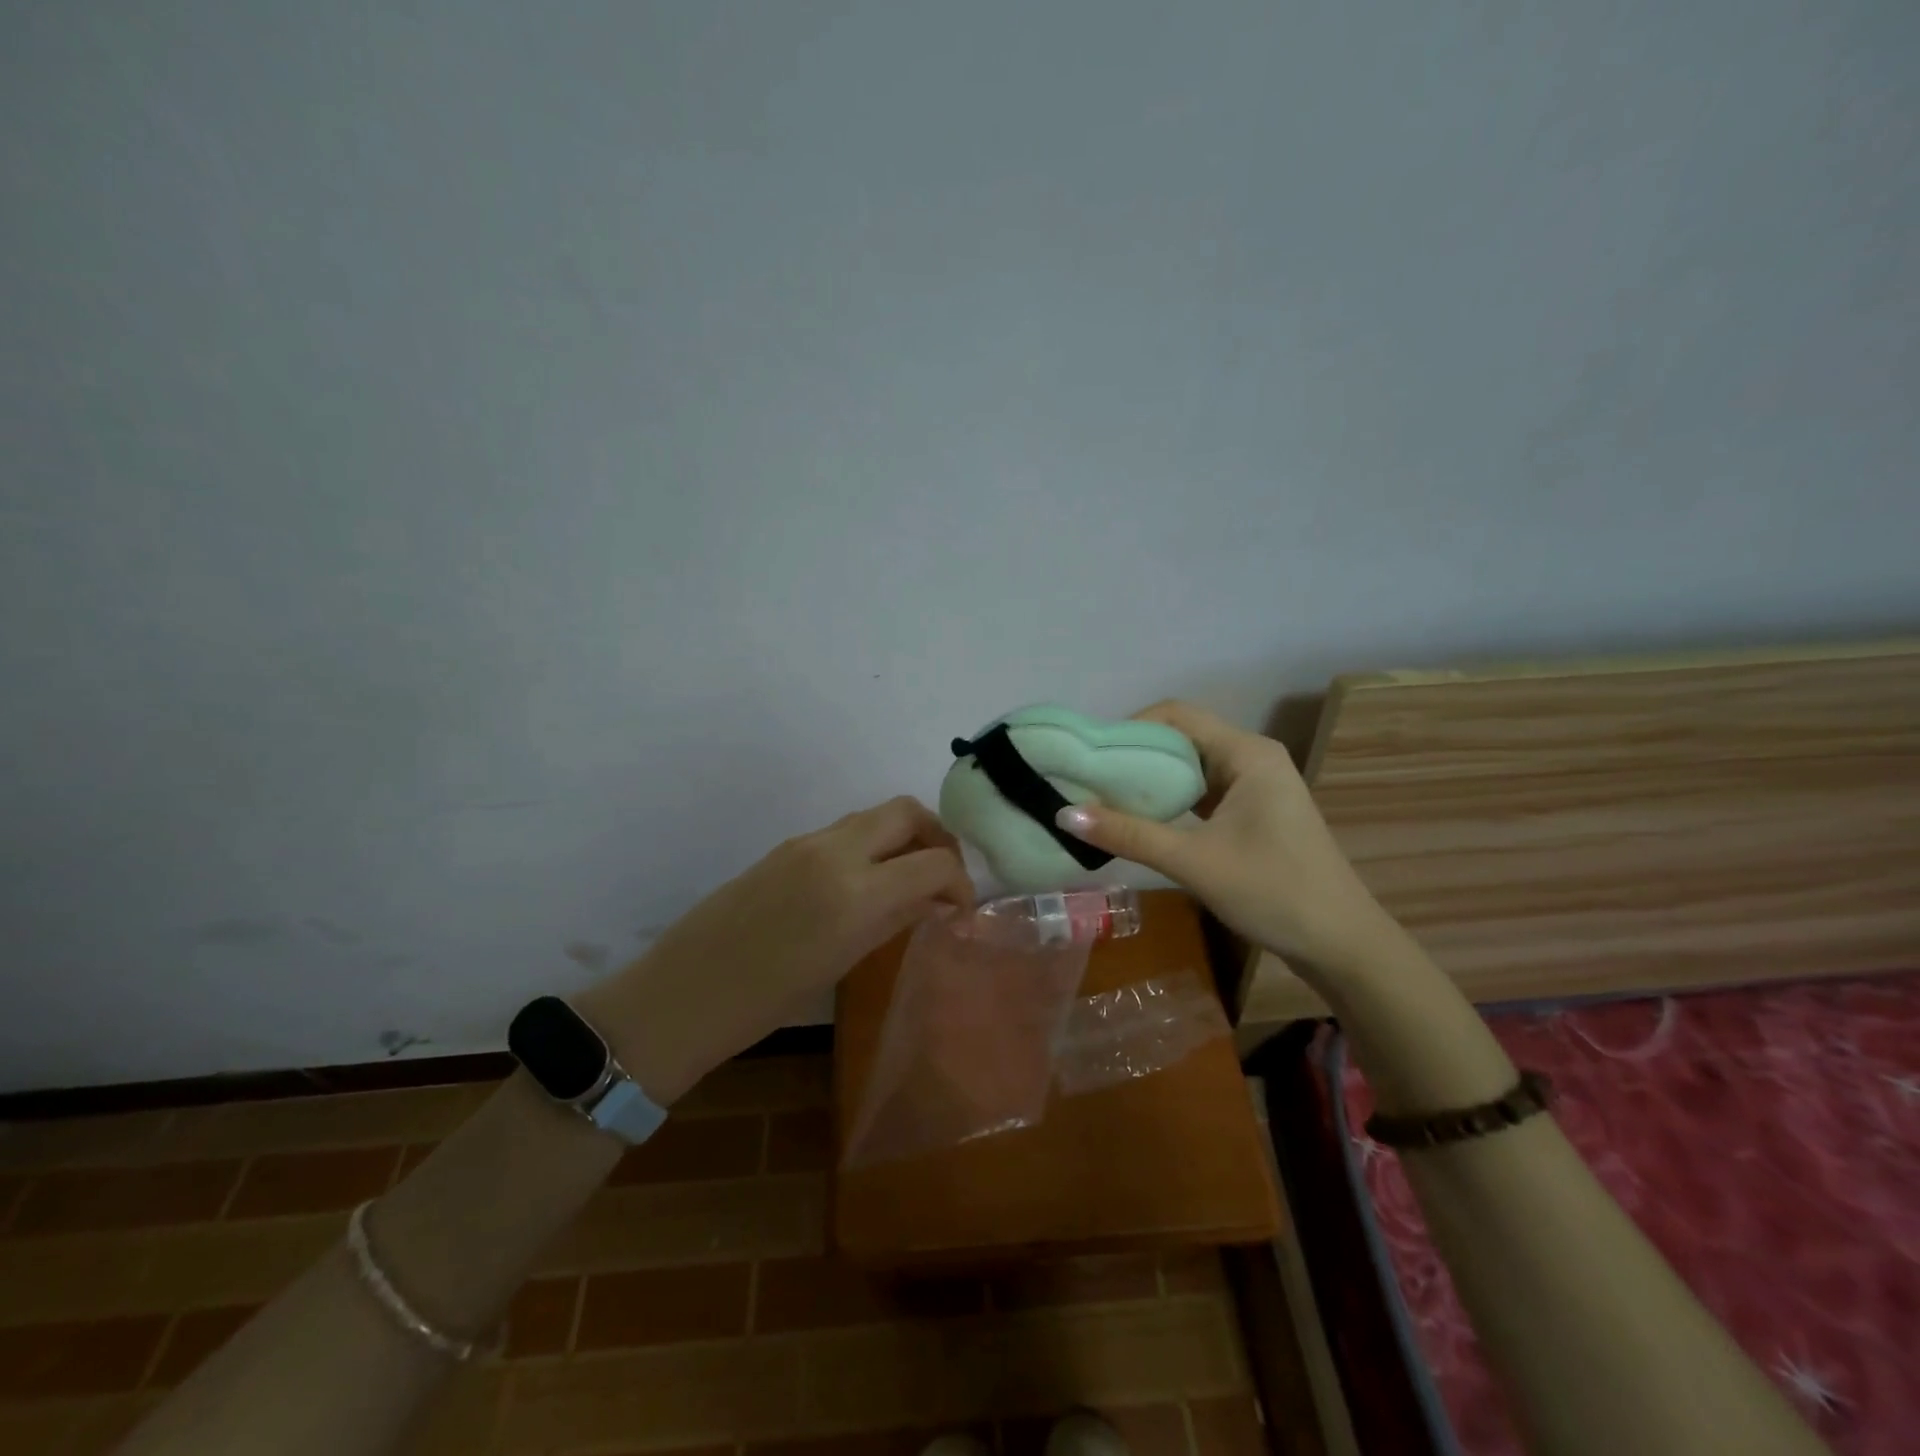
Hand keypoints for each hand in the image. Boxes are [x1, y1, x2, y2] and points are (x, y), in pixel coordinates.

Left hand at [578, 796, 972, 1102]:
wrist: (683, 994)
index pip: (934, 861)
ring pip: (875, 816)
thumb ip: (894, 920)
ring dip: (903, 838)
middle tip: (942, 877)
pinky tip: (866, 885)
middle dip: (937, 837)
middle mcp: (835, 851)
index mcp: (855, 891)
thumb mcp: (842, 963)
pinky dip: (871, 845)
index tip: (961, 909)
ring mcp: (806, 842)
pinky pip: (845, 831)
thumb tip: (935, 901)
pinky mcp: (786, 846)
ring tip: (908, 881)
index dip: (961, 882)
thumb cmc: (765, 1001)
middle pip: (907, 811)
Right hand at [1055, 700, 1392, 974]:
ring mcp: (1257, 786)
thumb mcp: (1194, 862)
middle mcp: (1253, 758)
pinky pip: (1204, 792)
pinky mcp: (1255, 812)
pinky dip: (1172, 800)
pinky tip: (1143, 819)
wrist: (1341, 944)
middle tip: (1090, 780)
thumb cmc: (1273, 892)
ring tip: (1106, 798)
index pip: (1177, 715)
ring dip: (1152, 780)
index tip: (1092, 756)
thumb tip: (1064, 814)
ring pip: (1192, 767)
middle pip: (1183, 738)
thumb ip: (1130, 834)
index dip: (1130, 728)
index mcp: (1247, 753)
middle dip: (1136, 755)